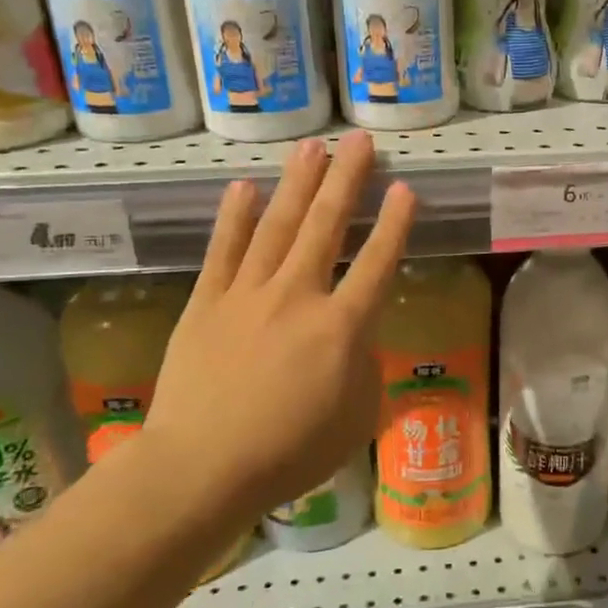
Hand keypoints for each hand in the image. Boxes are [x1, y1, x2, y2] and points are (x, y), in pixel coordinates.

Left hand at [144, 131, 415, 517]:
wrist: (201, 467)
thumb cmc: (290, 452)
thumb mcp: (357, 418)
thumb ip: (366, 368)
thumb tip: (357, 338)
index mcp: (342, 327)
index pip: (378, 263)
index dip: (395, 224)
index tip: (406, 187)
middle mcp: (298, 296)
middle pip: (326, 226)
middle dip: (346, 179)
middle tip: (358, 140)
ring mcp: (248, 294)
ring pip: (277, 226)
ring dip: (296, 183)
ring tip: (311, 146)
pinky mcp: (207, 302)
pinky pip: (224, 250)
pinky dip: (235, 216)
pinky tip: (244, 186)